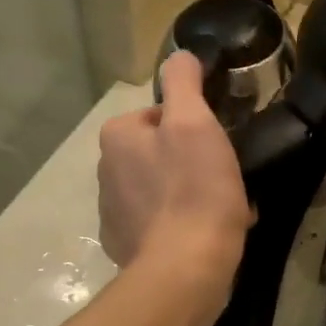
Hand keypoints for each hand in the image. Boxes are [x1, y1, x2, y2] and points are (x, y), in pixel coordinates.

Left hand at [98, 52, 250, 297]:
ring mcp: (112, 212)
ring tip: (218, 208)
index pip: (160, 115)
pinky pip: (157, 221)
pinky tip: (201, 234)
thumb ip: (183, 81)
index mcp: (117, 137)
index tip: (215, 146)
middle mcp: (104, 170)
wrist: (184, 270)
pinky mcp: (123, 246)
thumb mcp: (194, 121)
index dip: (193, 125)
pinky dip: (179, 223)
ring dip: (186, 191)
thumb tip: (180, 55)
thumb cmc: (193, 189)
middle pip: (159, 150)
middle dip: (189, 160)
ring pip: (160, 186)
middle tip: (221, 177)